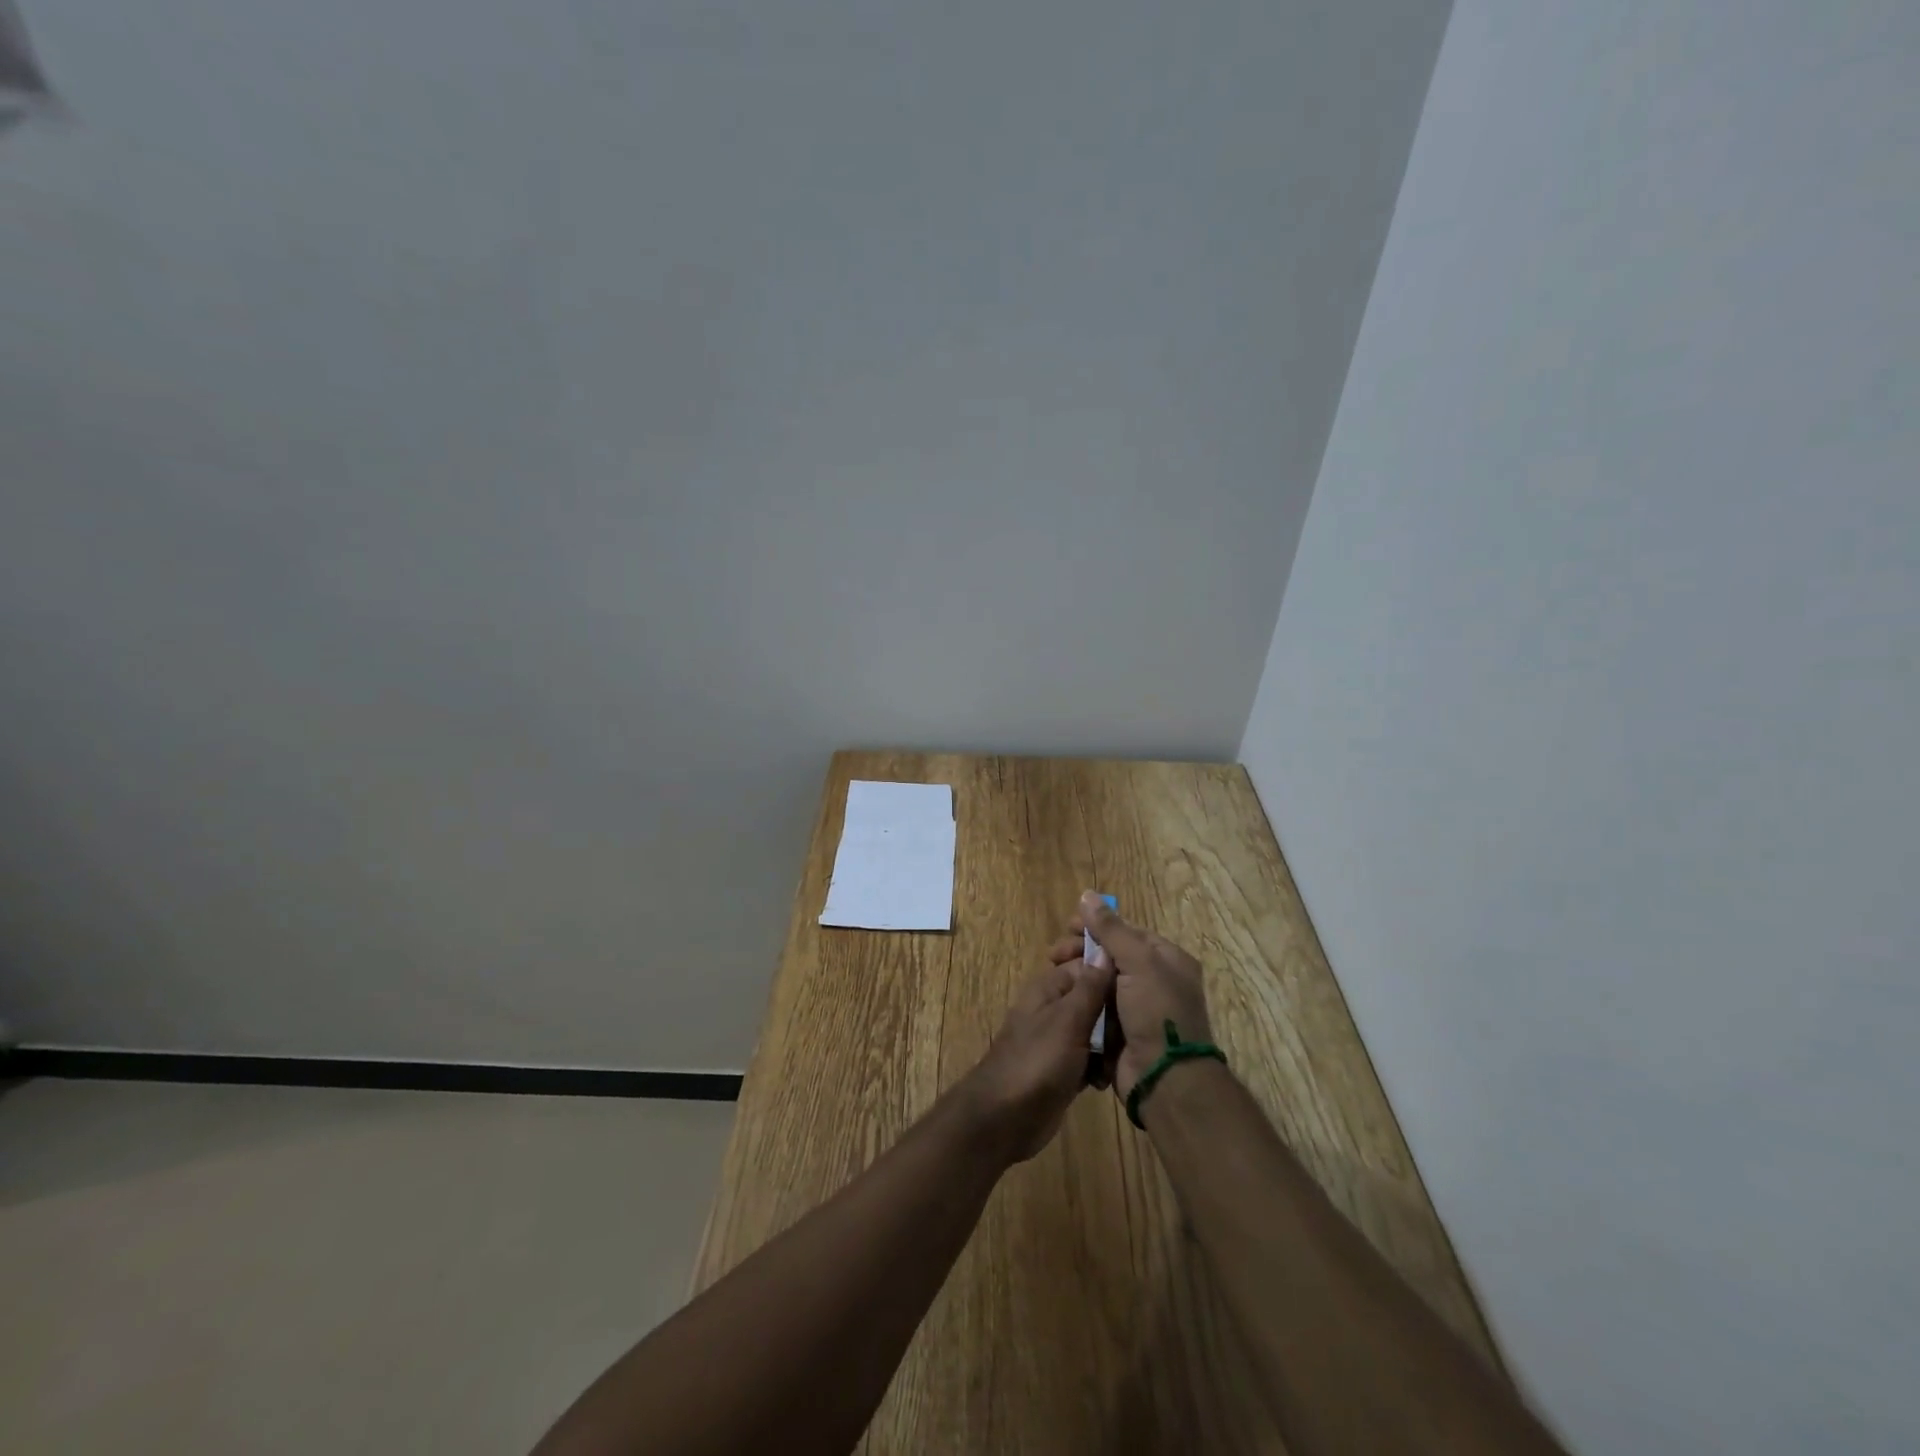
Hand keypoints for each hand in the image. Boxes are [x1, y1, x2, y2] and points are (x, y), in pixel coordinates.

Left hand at [955, 953, 1113, 1162]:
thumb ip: (1090, 987)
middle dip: (1115, 1017)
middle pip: (1098, 999)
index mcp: (1051, 987)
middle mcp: (1056, 1007)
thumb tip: (1107, 949)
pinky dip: (1100, 1068)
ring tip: (1116, 1063)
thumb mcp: (1068, 1020)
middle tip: (1128, 1036)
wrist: (1004, 1118)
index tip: (1139, 989)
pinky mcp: (1065, 1068)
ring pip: (1098, 1031)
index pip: (1090, 965)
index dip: (1114, 974)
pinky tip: (1104, 1082)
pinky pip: (1092, 1058)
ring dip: (1111, 1046)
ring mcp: (1060, 1039)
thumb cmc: (1036, 1062)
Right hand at [1050, 891, 1213, 1098]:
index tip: (1068, 925)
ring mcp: (1136, 1008)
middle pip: (1110, 956)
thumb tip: (1087, 894)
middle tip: (1054, 954)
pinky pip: (1096, 1009)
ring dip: (1077, 976)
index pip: (1127, 931)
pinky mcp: (1120, 1032)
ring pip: (1100, 982)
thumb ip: (1111, 929)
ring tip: (1053, 975)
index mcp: (1166, 960)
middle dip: (1082, 951)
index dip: (1097, 925)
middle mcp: (1154, 981)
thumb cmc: (1158, 1013)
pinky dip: (1080, 1002)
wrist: (1166, 1080)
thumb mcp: (1138, 963)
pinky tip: (1061, 998)